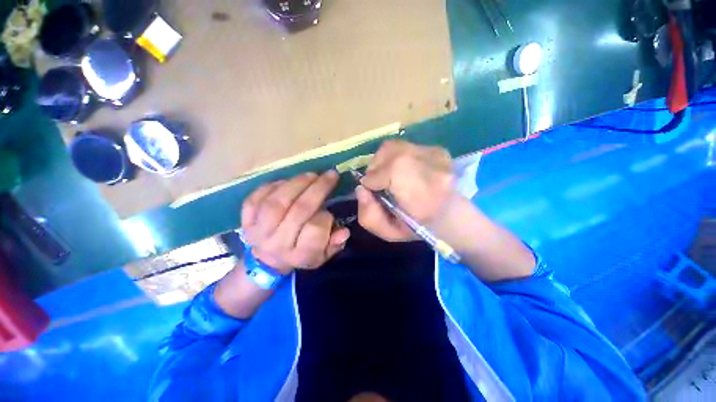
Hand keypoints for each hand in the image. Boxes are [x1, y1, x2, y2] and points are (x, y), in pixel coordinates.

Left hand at [240, 171, 349, 273]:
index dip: (327, 216)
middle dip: (318, 189)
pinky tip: (287, 182)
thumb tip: (344, 231)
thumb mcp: (322, 255)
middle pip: (299, 211)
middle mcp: (278, 244)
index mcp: (299, 255)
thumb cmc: (301, 254)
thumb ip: (335, 244)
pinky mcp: (245, 220)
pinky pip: (256, 197)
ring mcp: (258, 231)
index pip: (315, 231)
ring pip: (277, 202)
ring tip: (311, 175)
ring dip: (297, 183)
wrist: (267, 260)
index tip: (330, 210)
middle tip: (330, 175)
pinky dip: (273, 186)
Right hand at [356, 140, 456, 241]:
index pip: (392, 171)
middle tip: (376, 182)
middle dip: (375, 168)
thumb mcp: (389, 232)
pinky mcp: (437, 149)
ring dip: (382, 160)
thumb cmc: (419, 227)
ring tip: (386, 175)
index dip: (374, 179)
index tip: (370, 190)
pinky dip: (394, 156)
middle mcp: (435, 168)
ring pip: (394, 146)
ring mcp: (438, 155)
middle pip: (391, 152)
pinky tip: (400, 170)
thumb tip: (361, 189)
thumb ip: (369, 215)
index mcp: (425, 196)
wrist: (452, 215)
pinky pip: (404, 146)